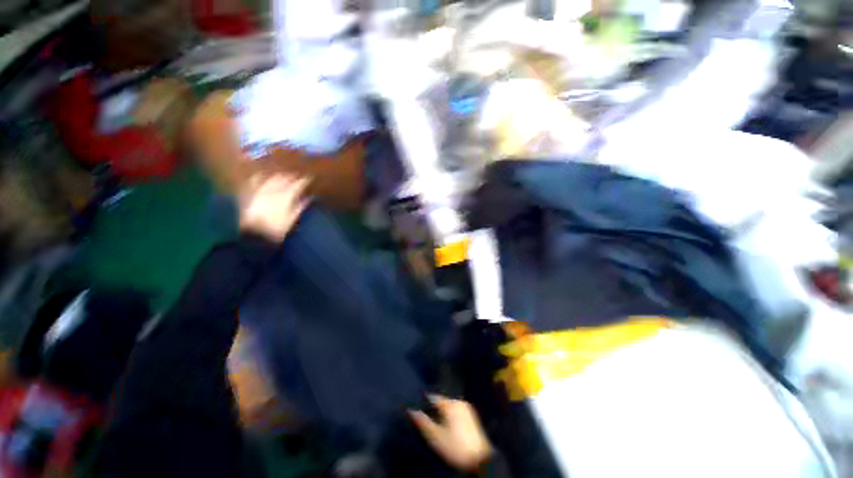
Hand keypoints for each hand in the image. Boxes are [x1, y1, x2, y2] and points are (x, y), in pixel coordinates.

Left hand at [237, 173, 309, 242]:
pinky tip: (260, 176)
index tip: (308, 179)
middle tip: (296, 177)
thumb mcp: (292, 219)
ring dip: (276, 176)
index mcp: (286, 197)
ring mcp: (259, 191)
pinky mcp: (248, 194)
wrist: (254, 236)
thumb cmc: (277, 229)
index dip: (304, 181)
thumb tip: (309, 198)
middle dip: (290, 177)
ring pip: (269, 178)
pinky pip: (252, 182)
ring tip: (281, 175)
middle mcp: (272, 191)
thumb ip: (300, 207)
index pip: (297, 185)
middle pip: (283, 179)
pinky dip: (257, 178)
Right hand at [409, 395, 491, 471]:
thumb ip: (423, 422)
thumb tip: (411, 410)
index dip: (424, 403)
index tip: (417, 410)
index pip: (433, 397)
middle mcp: (459, 402)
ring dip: (442, 413)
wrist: (480, 459)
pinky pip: (456, 411)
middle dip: (433, 409)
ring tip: (435, 424)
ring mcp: (467, 408)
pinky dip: (450, 416)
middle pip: (442, 402)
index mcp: (450, 403)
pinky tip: (448, 427)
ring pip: (449, 407)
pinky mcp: (472, 416)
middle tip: (426, 420)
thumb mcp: (435, 437)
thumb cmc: (455, 447)